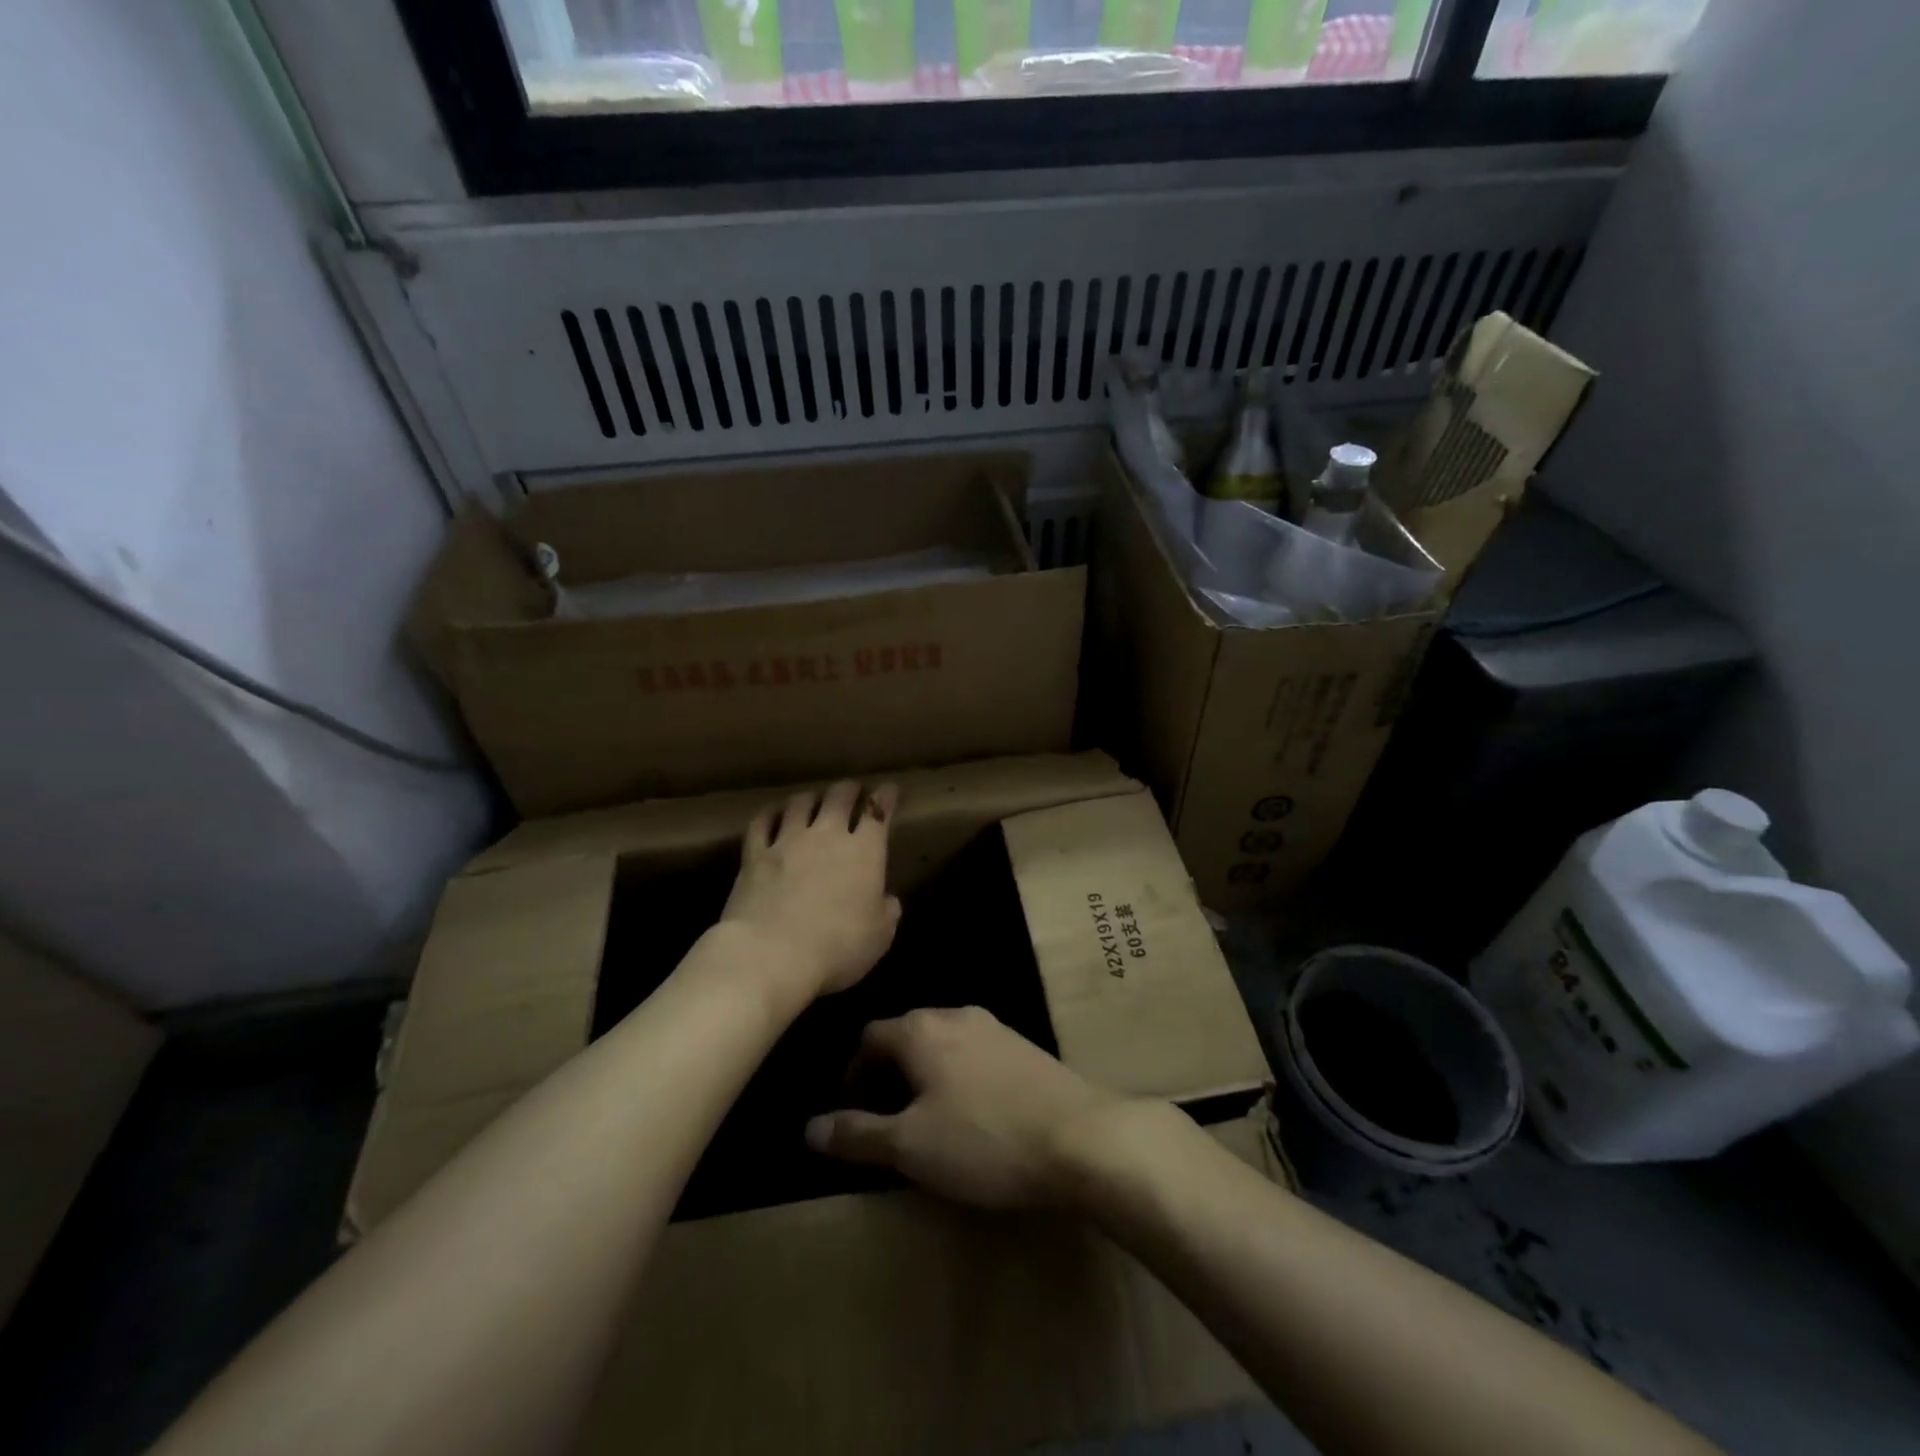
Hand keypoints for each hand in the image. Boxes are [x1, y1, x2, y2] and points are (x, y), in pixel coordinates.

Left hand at [719, 781, 901, 999]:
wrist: (771, 955)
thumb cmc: (837, 948)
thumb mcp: (880, 937)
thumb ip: (887, 912)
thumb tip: (887, 899)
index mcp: (864, 852)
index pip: (879, 811)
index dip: (886, 797)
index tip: (889, 790)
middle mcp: (827, 835)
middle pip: (839, 796)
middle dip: (849, 789)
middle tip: (853, 790)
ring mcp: (787, 841)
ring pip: (800, 802)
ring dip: (811, 797)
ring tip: (814, 799)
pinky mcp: (754, 854)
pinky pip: (761, 822)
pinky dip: (770, 814)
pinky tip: (773, 814)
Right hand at [804, 1006, 1143, 1209]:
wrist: (1080, 1136)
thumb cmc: (984, 1138)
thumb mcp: (910, 1146)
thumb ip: (857, 1135)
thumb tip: (809, 1128)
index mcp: (921, 1029)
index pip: (868, 1038)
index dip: (851, 1074)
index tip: (852, 1115)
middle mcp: (955, 1015)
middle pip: (906, 1035)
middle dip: (887, 1074)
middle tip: (884, 1121)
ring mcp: (995, 1027)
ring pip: (941, 1043)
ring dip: (923, 1075)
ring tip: (925, 1120)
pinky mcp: (1024, 1046)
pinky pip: (973, 1053)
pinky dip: (957, 1076)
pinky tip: (971, 1114)